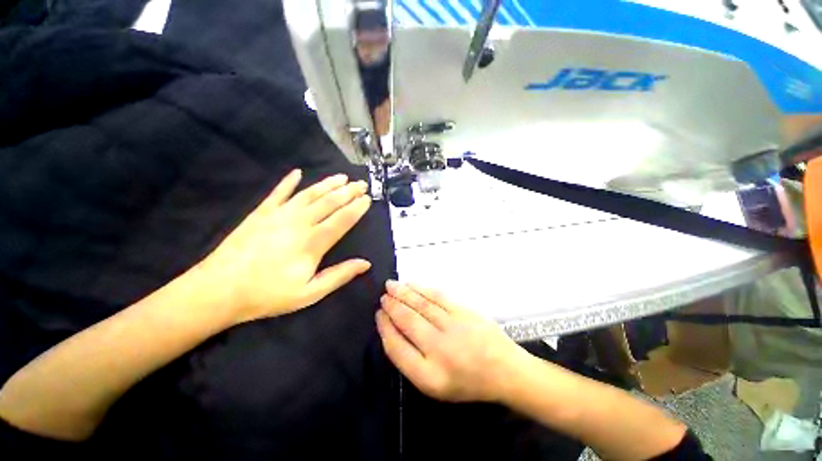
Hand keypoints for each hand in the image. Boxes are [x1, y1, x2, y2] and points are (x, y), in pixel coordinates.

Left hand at [198, 169, 372, 324]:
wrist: (219, 290)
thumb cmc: (268, 295)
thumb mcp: (310, 293)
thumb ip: (339, 276)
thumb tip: (366, 263)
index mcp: (313, 242)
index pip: (342, 219)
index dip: (357, 208)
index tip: (368, 199)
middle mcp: (299, 223)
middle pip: (329, 202)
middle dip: (348, 191)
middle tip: (361, 183)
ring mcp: (278, 215)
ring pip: (309, 194)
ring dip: (327, 184)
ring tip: (342, 177)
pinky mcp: (260, 213)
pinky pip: (278, 193)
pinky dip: (288, 182)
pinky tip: (297, 172)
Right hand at [376, 281, 526, 402]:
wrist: (503, 369)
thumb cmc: (466, 381)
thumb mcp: (434, 385)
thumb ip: (410, 361)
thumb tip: (392, 330)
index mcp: (429, 376)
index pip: (396, 347)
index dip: (384, 328)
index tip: (378, 315)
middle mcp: (439, 349)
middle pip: (407, 321)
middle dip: (392, 306)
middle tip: (383, 296)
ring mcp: (453, 326)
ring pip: (420, 304)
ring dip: (403, 293)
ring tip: (391, 286)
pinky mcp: (464, 311)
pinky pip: (437, 296)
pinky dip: (421, 288)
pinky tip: (411, 284)